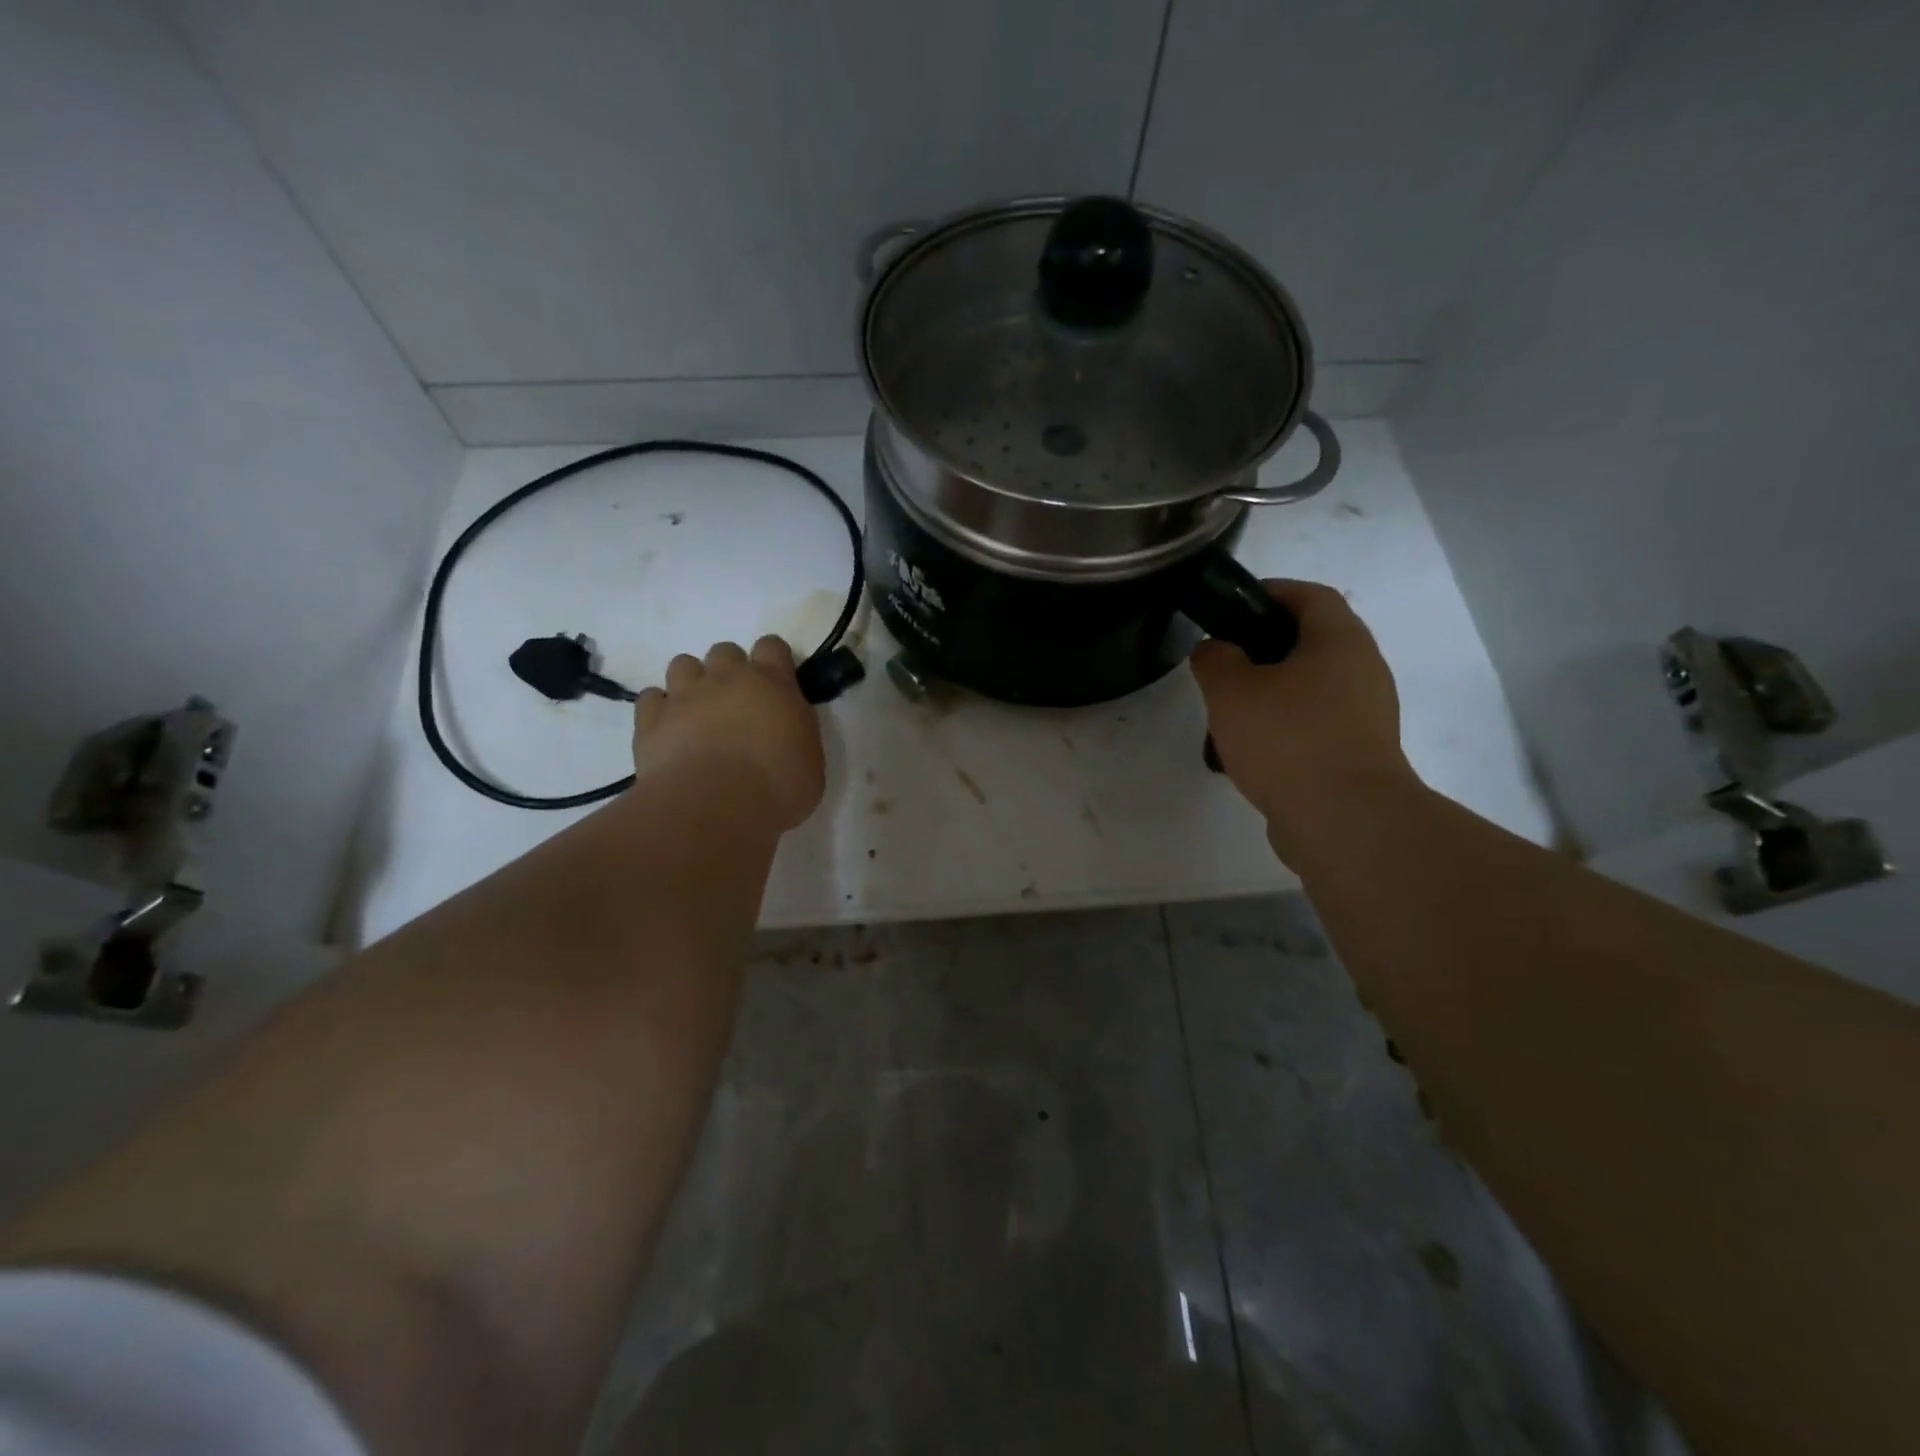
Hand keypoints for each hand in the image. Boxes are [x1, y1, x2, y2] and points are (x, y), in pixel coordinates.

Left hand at [634, 637, 824, 830]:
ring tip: (697, 715)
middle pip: (725, 651)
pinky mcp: (651, 718)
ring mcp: (685, 695)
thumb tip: (784, 728)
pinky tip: (668, 732)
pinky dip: (659, 710)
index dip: (772, 660)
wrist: (717, 807)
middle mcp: (727, 678)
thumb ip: (796, 731)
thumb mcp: (810, 759)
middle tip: (735, 705)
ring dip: (691, 684)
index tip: (775, 684)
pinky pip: (651, 698)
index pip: (772, 646)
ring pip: (683, 665)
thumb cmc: (778, 788)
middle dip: (729, 671)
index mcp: (773, 683)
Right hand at [1190, 580, 1418, 857]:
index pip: (1308, 595)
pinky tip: (1248, 755)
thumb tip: (1215, 649)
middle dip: (1260, 650)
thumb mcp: (1231, 690)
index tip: (1228, 609)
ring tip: (1227, 718)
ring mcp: (1365, 715)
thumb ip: (1214, 658)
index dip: (1267, 593)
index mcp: (1339, 640)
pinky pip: (1313, 726)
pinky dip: (1281, 730)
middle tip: (1221, 668)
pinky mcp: (1358, 754)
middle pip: (1308, 642)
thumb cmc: (1288, 739)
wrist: (1344, 820)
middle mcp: (1362, 670)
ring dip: (1268, 695)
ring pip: (1308, 688)